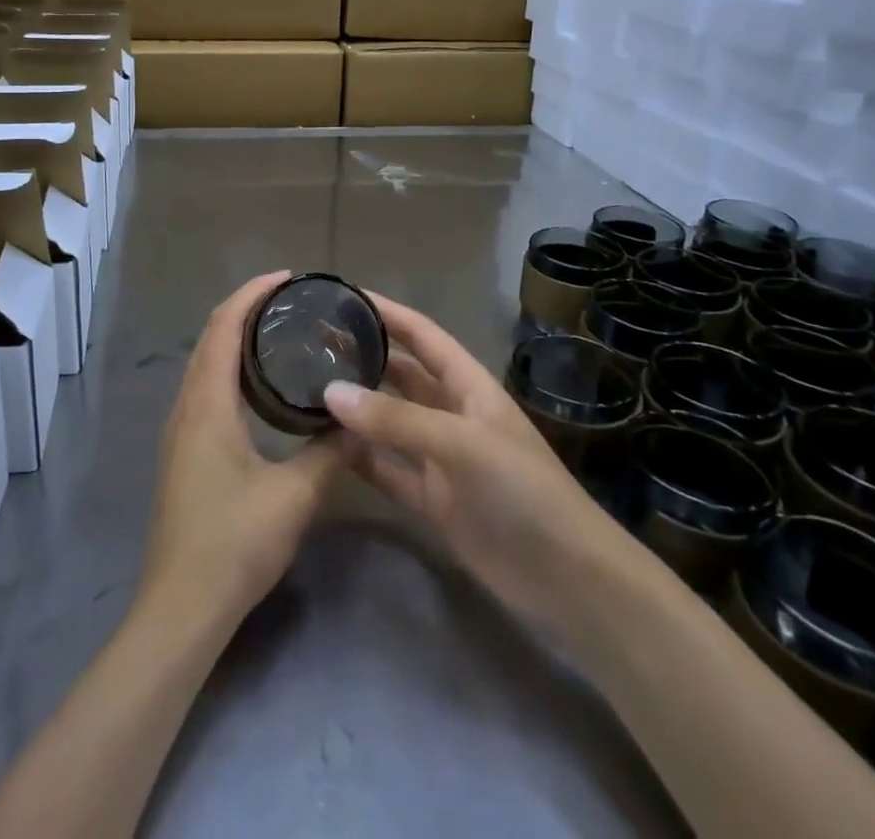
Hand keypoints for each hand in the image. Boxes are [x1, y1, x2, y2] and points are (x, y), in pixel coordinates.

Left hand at [139, 272, 343, 629]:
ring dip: (235, 338)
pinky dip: (230, 367)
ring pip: (205, 364)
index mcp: (207, 404)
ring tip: (280, 332)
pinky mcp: (183, 452)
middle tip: (291, 301)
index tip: (288, 278)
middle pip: (211, 338)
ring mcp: (180, 431)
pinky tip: (259, 387)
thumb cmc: (235, 543)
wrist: (181, 607)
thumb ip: (330, 452)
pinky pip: (205, 388)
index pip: (224, 327)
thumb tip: (358, 418)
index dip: (253, 294)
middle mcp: (186, 407)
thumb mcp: (296, 496)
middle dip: (246, 309)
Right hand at [323, 294, 615, 633]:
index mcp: (469, 386)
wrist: (566, 578)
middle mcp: (452, 414)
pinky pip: (387, 469)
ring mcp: (441, 458)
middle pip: (401, 375)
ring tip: (307, 387)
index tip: (343, 296)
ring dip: (356, 408)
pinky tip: (324, 447)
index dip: (388, 313)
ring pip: (389, 422)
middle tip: (311, 343)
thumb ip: (396, 419)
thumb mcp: (462, 443)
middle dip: (364, 356)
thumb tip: (330, 391)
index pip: (422, 335)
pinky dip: (360, 458)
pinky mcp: (432, 500)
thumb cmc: (522, 490)